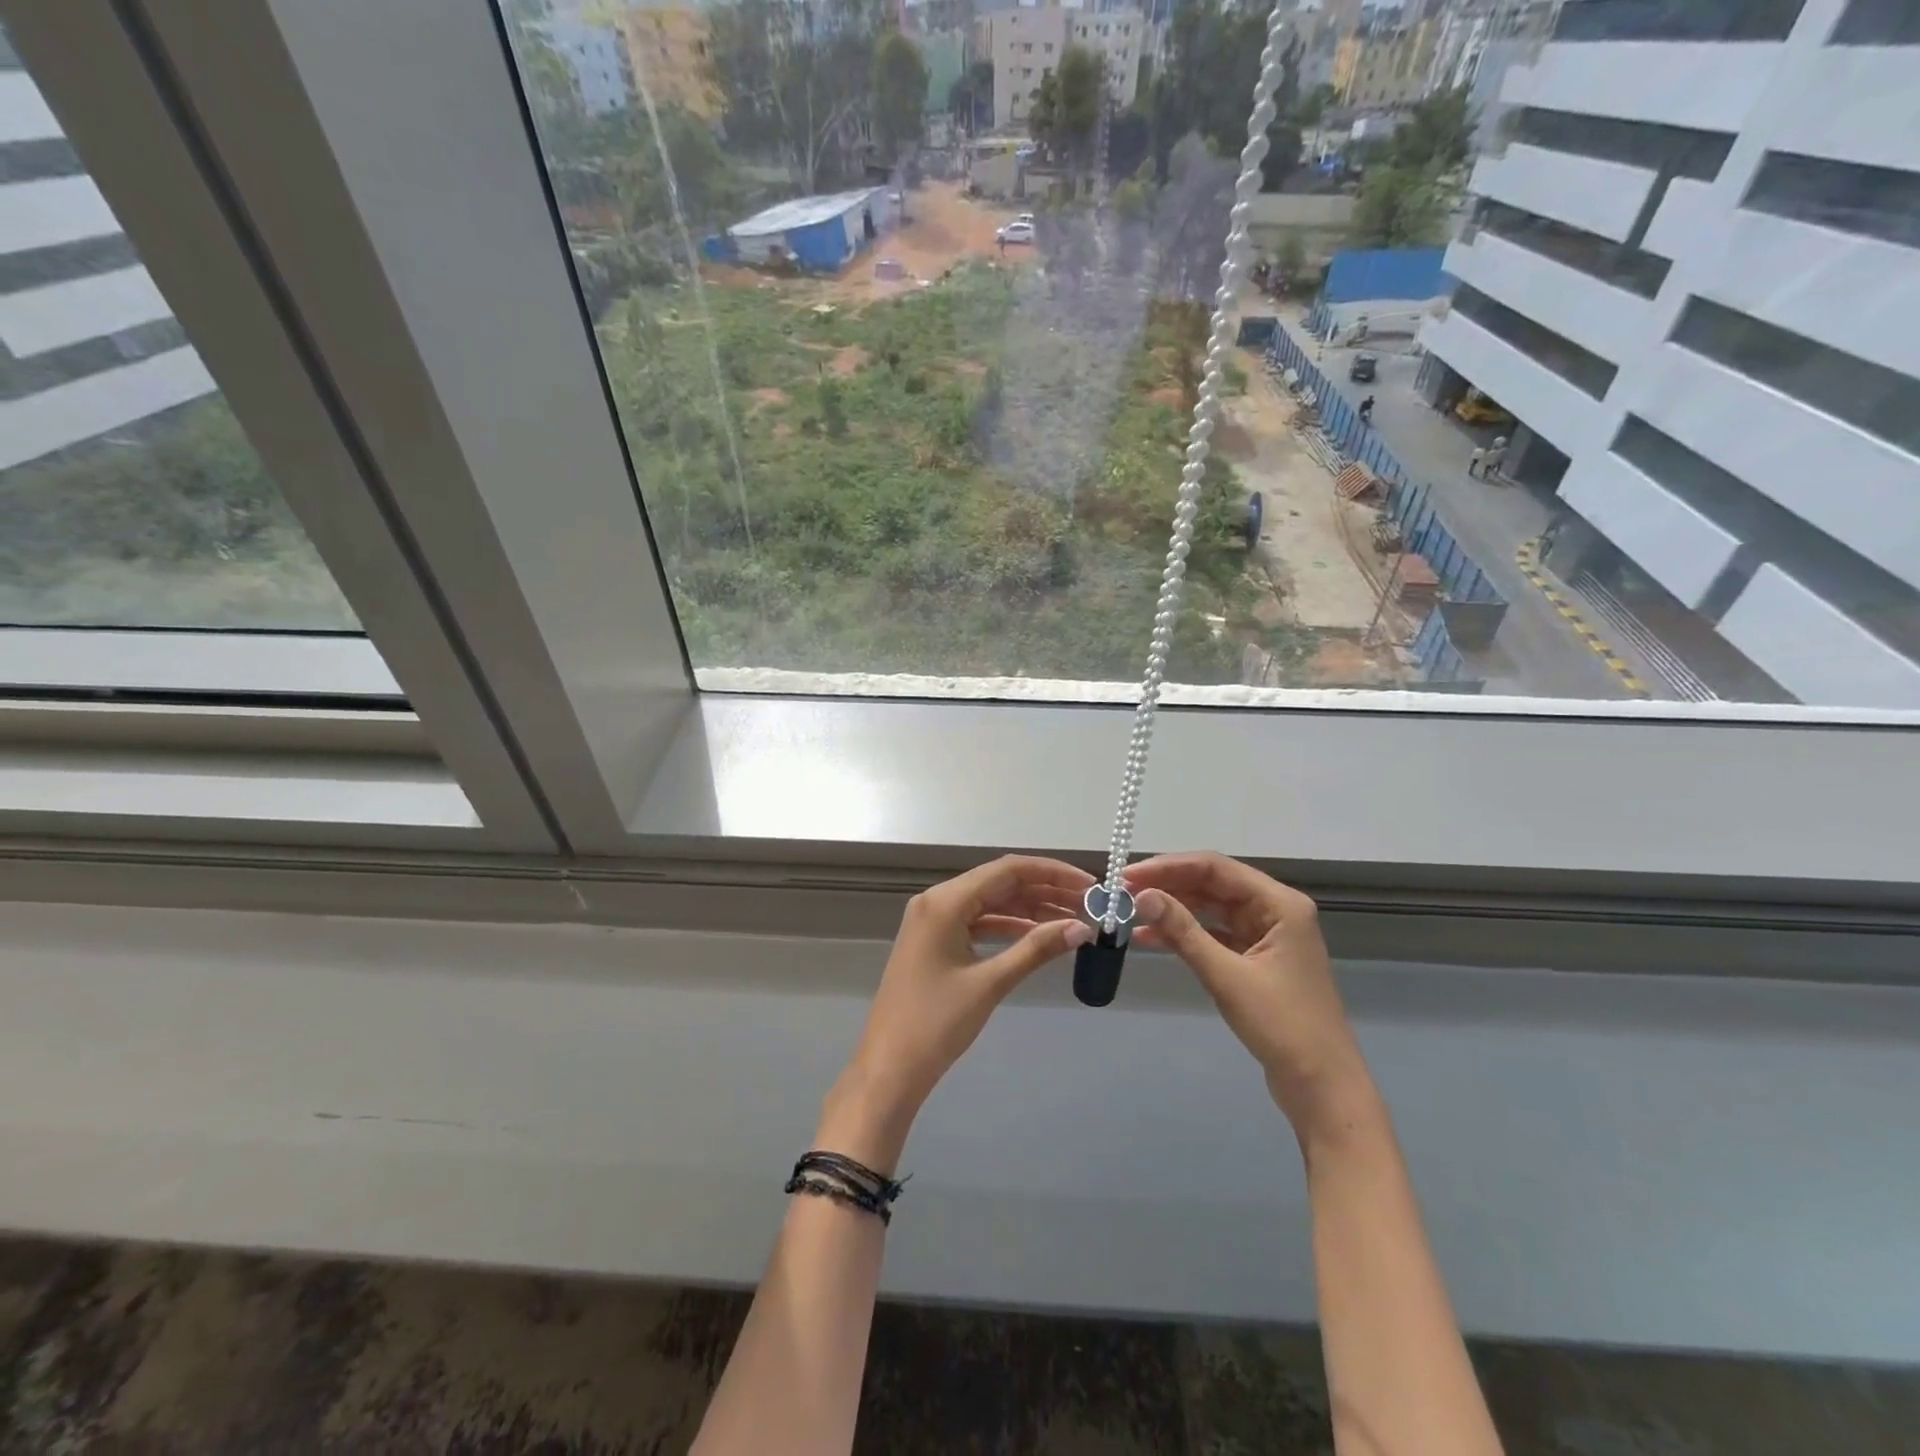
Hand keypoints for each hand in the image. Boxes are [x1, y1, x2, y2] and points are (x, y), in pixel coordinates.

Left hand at [827, 856, 1095, 1167]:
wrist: (889, 1068)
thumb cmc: (936, 1023)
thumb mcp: (990, 983)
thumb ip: (1036, 949)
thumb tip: (1082, 928)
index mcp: (945, 901)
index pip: (1007, 870)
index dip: (1052, 873)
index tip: (1089, 885)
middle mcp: (937, 901)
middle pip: (1000, 882)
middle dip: (1045, 891)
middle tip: (1088, 904)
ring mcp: (934, 921)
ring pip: (991, 902)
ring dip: (1030, 909)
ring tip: (1072, 920)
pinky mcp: (936, 942)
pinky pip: (978, 922)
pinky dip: (1009, 927)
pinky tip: (1038, 935)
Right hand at [1125, 853, 1371, 1141]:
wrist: (1322, 1087)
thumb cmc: (1282, 1026)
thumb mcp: (1226, 976)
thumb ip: (1183, 931)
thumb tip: (1142, 895)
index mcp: (1280, 903)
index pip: (1215, 868)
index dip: (1169, 867)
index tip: (1129, 875)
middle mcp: (1274, 909)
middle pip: (1212, 884)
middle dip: (1168, 886)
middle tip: (1123, 892)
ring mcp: (1266, 934)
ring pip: (1211, 908)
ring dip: (1173, 909)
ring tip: (1130, 913)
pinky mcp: (1256, 958)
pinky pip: (1214, 933)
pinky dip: (1185, 934)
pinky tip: (1150, 938)